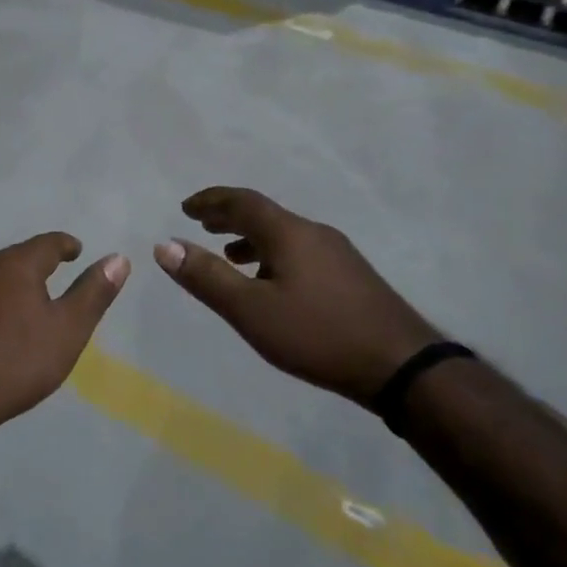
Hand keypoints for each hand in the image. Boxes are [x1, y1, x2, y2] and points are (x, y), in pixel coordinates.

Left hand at [0, 234, 128, 441]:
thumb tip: (119, 258)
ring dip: (8, 284)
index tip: (76, 250)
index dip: (66, 245)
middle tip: (53, 273)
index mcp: (16, 266)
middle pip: (15, 257)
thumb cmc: (16, 363)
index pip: (47, 243)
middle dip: (36, 262)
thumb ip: (93, 293)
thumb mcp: (67, 331)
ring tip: (23, 301)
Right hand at [153, 187, 438, 404]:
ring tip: (229, 255)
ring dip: (251, 238)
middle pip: (264, 214)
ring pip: (284, 234)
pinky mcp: (351, 276)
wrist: (402, 366)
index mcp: (288, 232)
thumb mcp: (251, 310)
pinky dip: (273, 256)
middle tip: (201, 223)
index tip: (185, 207)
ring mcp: (337, 253)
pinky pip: (300, 251)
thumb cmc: (317, 334)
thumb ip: (207, 277)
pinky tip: (272, 284)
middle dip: (229, 216)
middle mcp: (313, 232)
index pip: (242, 201)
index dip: (211, 200)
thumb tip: (164, 245)